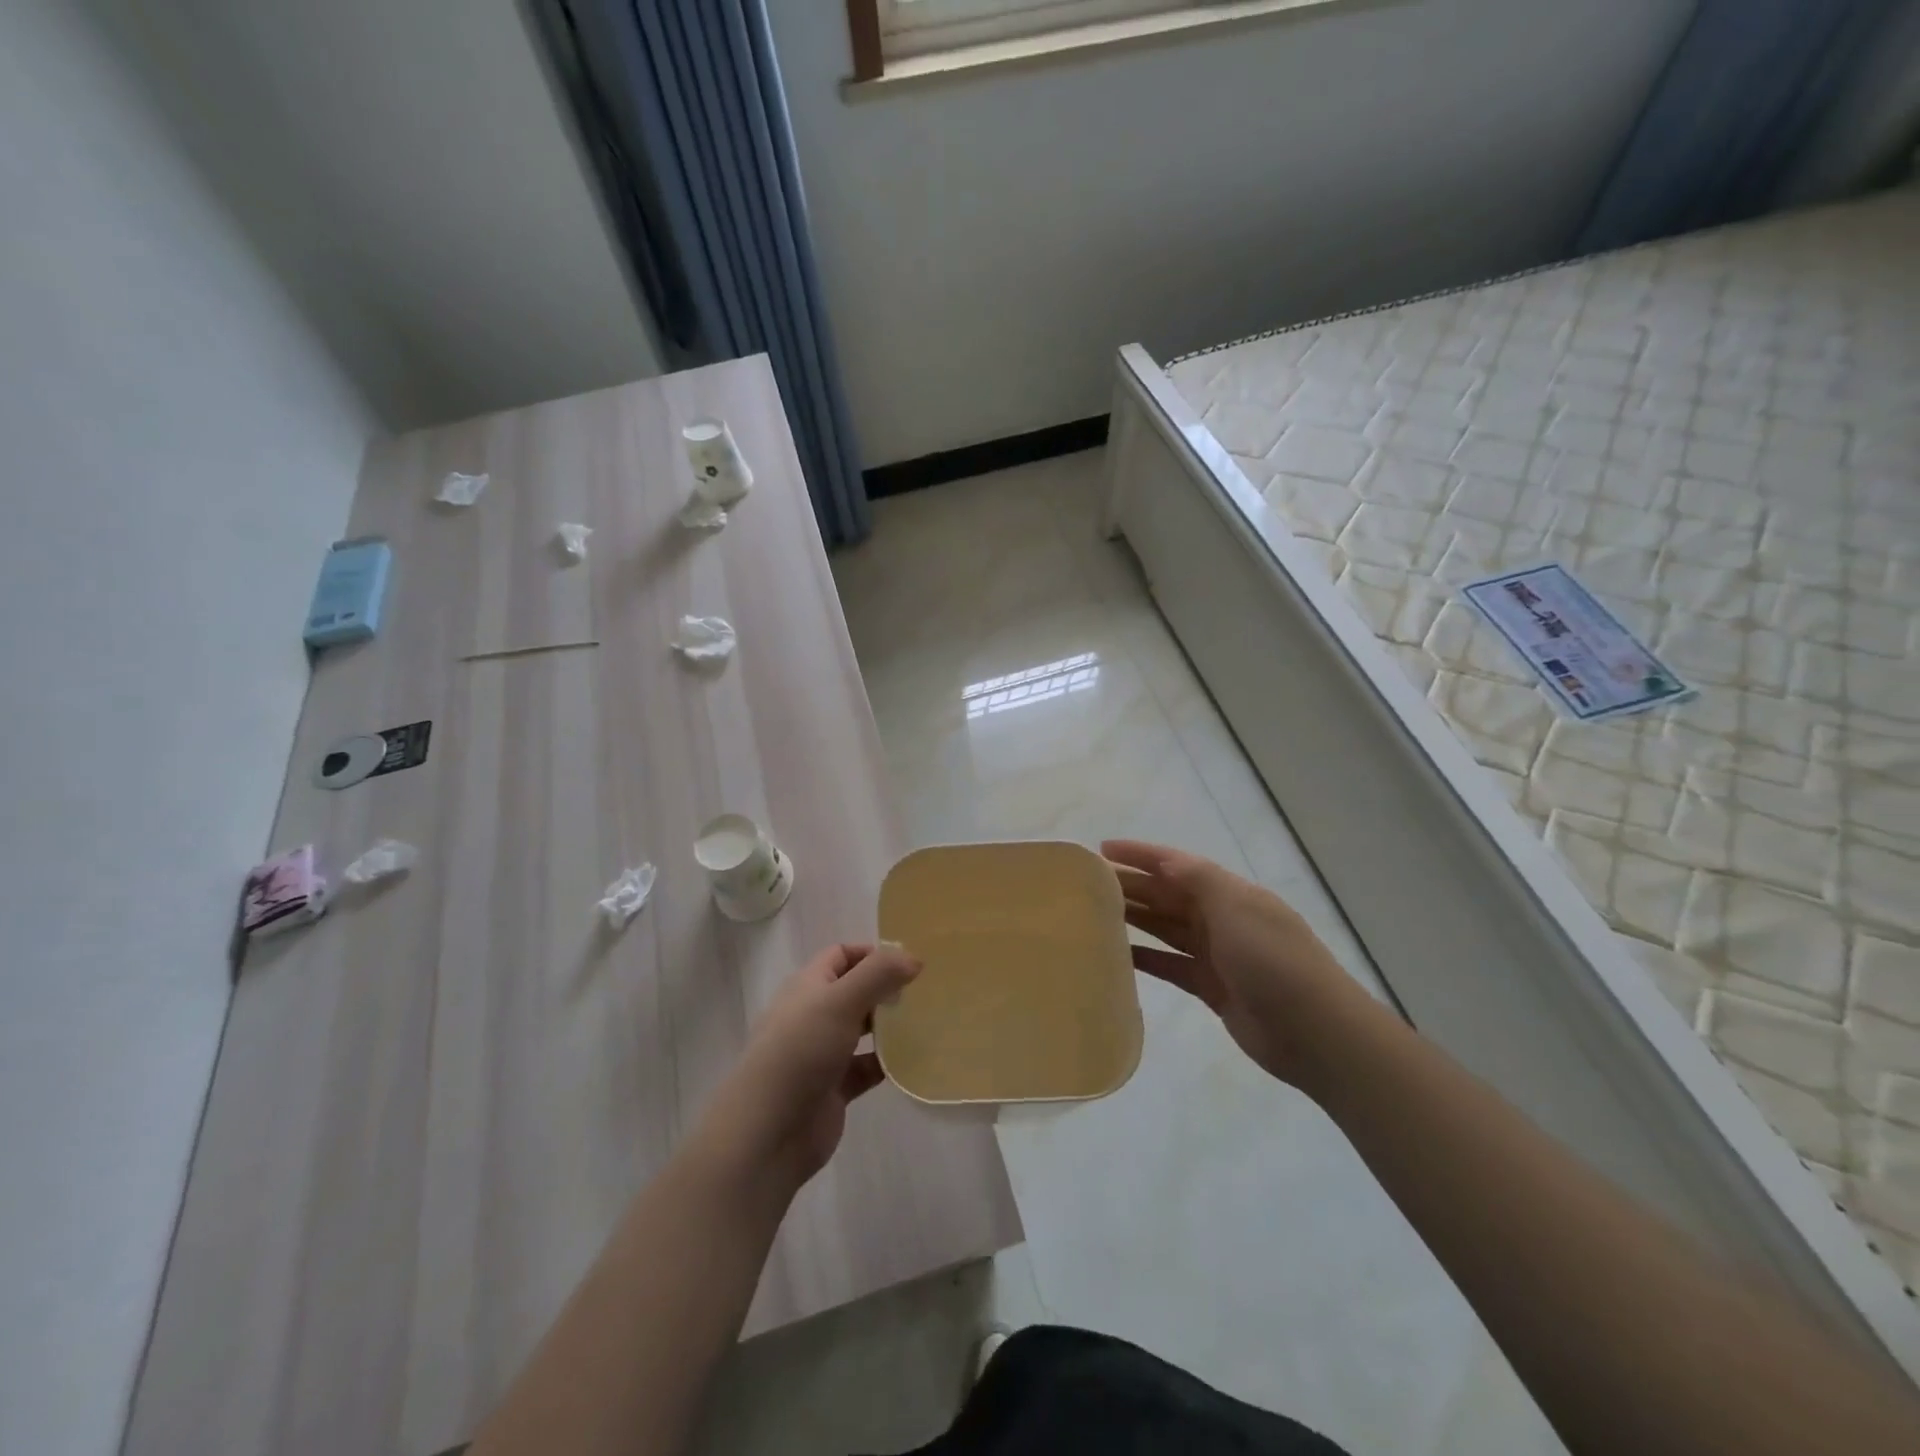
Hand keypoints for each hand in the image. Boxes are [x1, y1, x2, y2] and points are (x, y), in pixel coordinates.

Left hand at [696, 943, 919, 1196]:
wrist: (768, 1133)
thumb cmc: (800, 1052)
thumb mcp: (840, 1001)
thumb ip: (878, 974)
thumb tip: (913, 958)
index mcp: (807, 987)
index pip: (840, 956)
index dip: (871, 954)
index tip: (907, 963)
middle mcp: (813, 1015)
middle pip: (854, 991)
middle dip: (885, 989)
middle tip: (923, 992)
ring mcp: (823, 1053)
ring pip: (862, 1030)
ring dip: (890, 1026)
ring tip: (927, 1021)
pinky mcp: (834, 1089)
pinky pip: (867, 1068)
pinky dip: (888, 1063)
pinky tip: (913, 1061)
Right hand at [1103, 839, 1364, 1091]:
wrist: (1316, 1033)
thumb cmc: (1274, 961)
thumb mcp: (1237, 908)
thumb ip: (1198, 880)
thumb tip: (1163, 861)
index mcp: (1230, 893)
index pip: (1177, 864)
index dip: (1141, 854)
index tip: (1103, 848)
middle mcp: (1222, 918)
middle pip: (1168, 895)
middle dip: (1131, 886)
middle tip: (1085, 885)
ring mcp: (1217, 954)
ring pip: (1166, 929)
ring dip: (1134, 919)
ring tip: (1092, 914)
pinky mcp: (1212, 988)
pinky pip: (1170, 965)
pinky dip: (1145, 958)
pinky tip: (1117, 954)